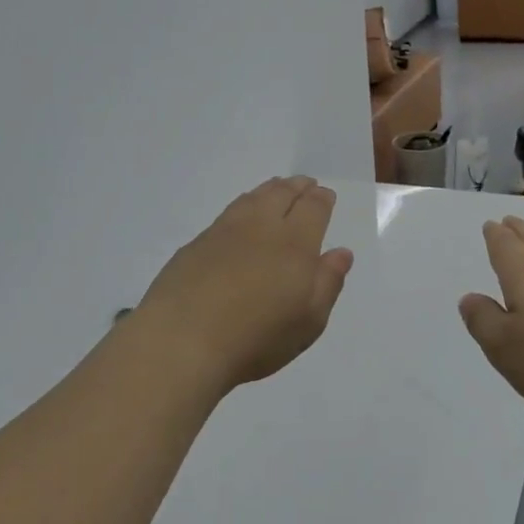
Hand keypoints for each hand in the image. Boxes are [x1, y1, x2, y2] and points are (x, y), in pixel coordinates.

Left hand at [135, 177, 353, 390]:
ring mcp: (225, 232)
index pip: (313, 209)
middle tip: (305, 183)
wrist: (182, 340)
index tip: (325, 195)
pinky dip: (244, 203)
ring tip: (277, 188)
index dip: (321, 199)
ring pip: (253, 198)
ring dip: (270, 189)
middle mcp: (261, 228)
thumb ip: (328, 283)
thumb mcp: (308, 321)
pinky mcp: (197, 243)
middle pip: (282, 194)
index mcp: (295, 244)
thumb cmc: (256, 338)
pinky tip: (242, 212)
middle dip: (297, 187)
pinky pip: (229, 211)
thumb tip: (341, 252)